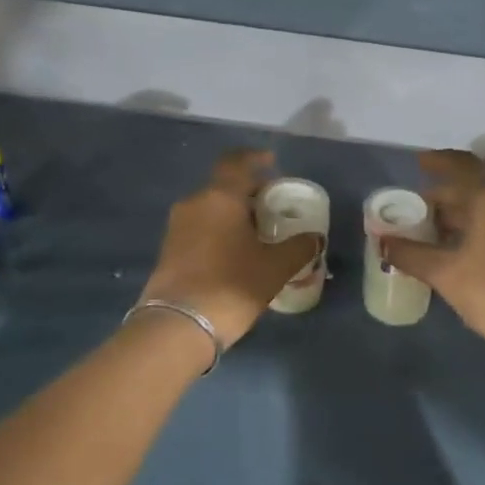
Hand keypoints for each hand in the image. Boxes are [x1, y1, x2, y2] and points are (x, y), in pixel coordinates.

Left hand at [139, 149, 321, 347]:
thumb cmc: (231, 285)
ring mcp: (177, 226)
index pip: (236, 162)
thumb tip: (316, 238)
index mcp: (220, 197)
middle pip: (225, 186)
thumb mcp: (274, 268)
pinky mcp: (169, 249)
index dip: (254, 158)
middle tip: (273, 207)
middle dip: (249, 192)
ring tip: (257, 233)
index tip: (271, 162)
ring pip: (211, 208)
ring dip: (233, 213)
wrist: (177, 325)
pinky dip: (219, 230)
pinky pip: (200, 227)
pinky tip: (235, 253)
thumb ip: (299, 248)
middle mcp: (195, 203)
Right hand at [382, 151, 484, 361]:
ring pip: (479, 209)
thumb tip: (382, 241)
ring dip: (452, 215)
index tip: (417, 162)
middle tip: (409, 209)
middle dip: (439, 196)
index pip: (460, 167)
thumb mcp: (443, 272)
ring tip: (422, 230)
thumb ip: (409, 254)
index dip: (437, 162)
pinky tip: (446, 249)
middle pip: (469, 188)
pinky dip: (466, 229)